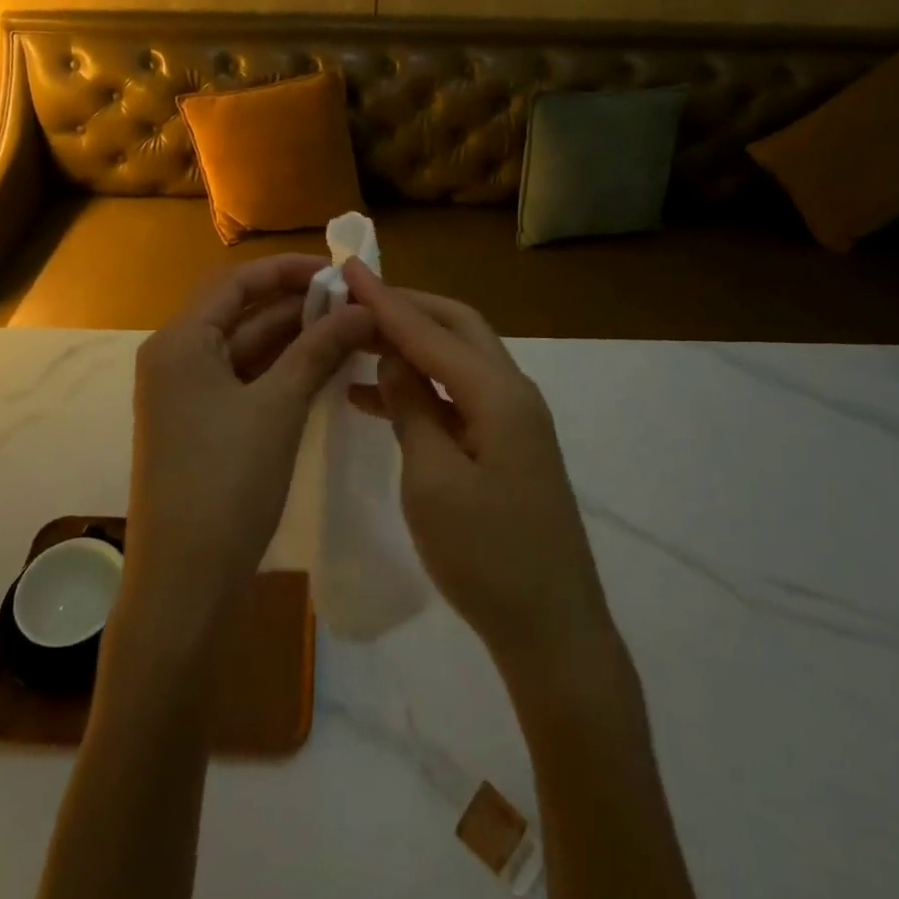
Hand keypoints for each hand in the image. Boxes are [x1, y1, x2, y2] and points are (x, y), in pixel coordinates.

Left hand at [124, 255, 374, 644]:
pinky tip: (324, 367)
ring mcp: (186, 394)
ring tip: (350, 330)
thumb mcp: (278, 408)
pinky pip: (244, 380)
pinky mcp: (201, 424)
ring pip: (246, 349)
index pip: (236, 282)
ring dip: (293, 338)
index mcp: (180, 342)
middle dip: (297, 305)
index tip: (337, 271)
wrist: (184, 582)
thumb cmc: (226, 483)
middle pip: (241, 313)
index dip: (288, 270)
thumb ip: (318, 350)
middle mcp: (176, 358)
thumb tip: (363, 307)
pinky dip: (281, 371)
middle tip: (354, 302)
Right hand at [342, 260, 613, 677]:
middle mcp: (512, 392)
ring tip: (356, 342)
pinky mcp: (507, 445)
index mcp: (497, 394)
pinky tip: (376, 397)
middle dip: (405, 308)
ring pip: (456, 359)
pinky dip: (419, 386)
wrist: (552, 631)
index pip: (429, 330)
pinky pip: (457, 395)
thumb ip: (411, 408)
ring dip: (410, 345)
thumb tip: (393, 357)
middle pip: (455, 327)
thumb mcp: (432, 480)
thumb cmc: (486, 557)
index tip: (346, 267)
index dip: (383, 299)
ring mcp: (514, 419)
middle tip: (353, 300)